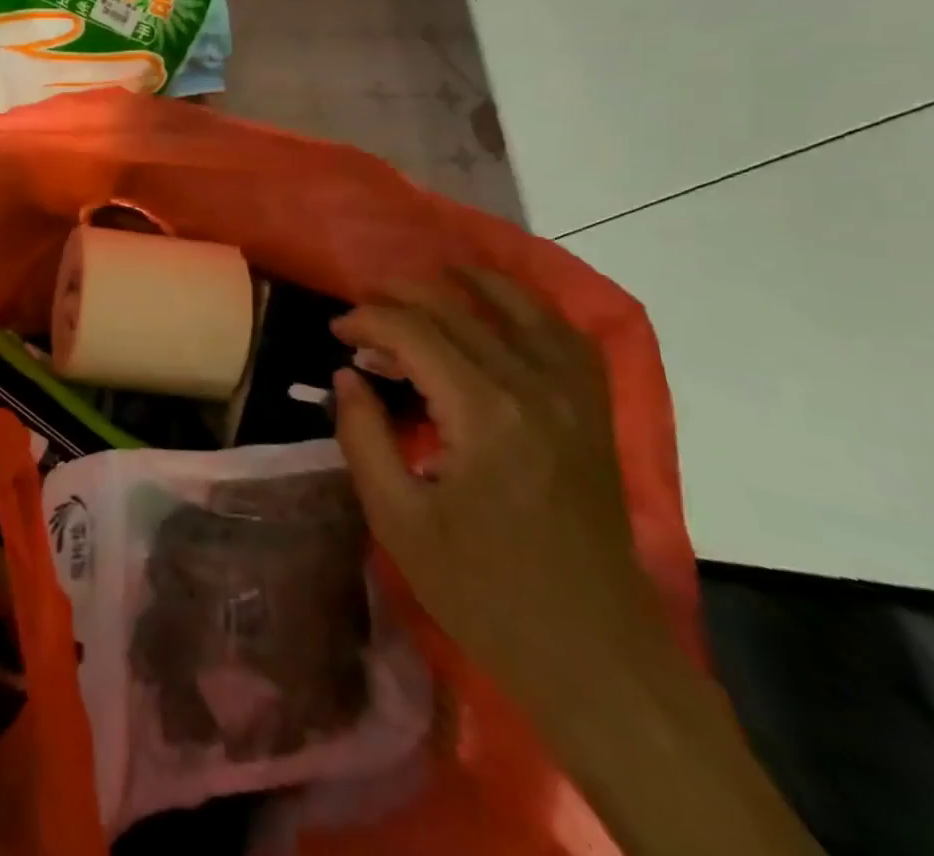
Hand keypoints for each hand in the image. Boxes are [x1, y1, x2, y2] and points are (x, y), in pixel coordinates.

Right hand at [332, 270, 666, 711]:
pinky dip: (531, 309)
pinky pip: (566, 336)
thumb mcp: (399, 521)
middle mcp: (533, 387)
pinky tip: (505, 309)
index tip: (336, 332)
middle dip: (400, 297)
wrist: (597, 656)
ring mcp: (574, 397)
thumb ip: (363, 436)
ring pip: (518, 307)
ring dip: (468, 284)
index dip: (367, 321)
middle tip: (362, 310)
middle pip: (458, 309)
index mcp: (483, 414)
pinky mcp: (595, 413)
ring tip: (429, 279)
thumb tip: (345, 376)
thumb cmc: (486, 593)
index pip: (413, 333)